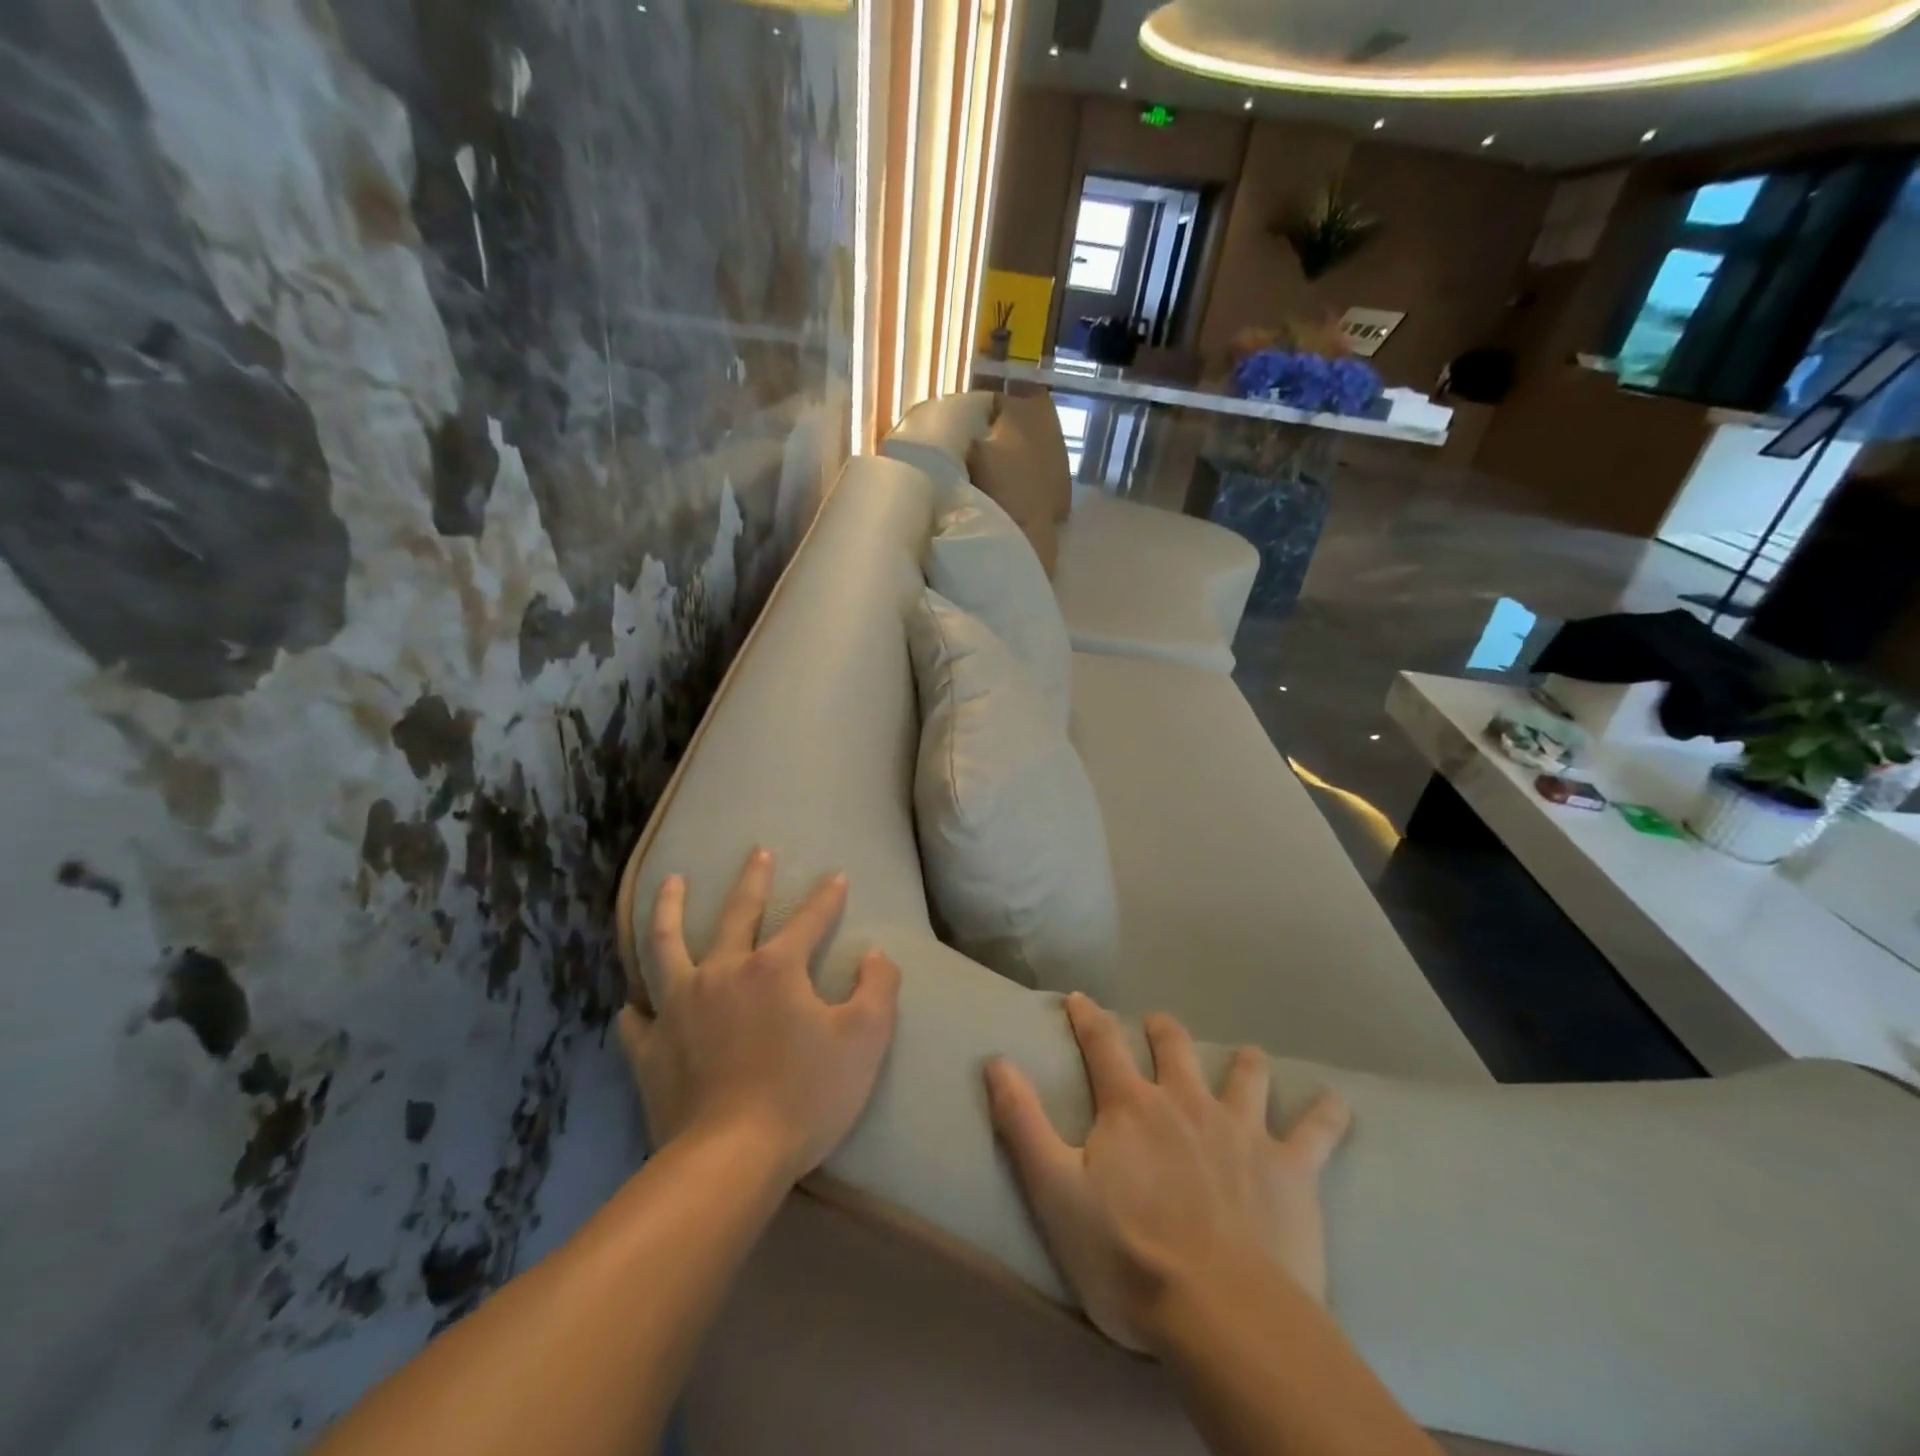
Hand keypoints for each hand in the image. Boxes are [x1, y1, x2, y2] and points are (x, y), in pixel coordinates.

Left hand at [620, 849, 901, 1183]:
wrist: (730, 1161)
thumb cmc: (805, 1095)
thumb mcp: (865, 1039)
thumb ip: (878, 988)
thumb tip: (875, 955)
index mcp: (775, 968)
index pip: (808, 919)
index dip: (827, 897)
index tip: (838, 875)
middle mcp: (724, 973)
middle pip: (737, 913)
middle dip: (753, 880)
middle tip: (758, 851)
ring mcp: (680, 1008)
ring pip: (667, 945)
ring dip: (670, 910)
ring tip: (671, 882)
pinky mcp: (652, 1048)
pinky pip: (638, 1018)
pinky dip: (636, 1005)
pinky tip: (633, 999)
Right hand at [985, 994, 1350, 1352]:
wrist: (1222, 1316)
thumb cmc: (1127, 1257)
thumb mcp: (1055, 1192)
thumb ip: (1022, 1122)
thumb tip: (996, 1061)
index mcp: (1131, 1107)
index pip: (1102, 1043)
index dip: (1088, 1017)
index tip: (1080, 999)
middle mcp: (1185, 1102)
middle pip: (1173, 1045)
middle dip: (1161, 1029)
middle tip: (1157, 1026)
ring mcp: (1242, 1130)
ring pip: (1245, 1072)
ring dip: (1242, 1061)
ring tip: (1244, 1059)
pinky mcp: (1290, 1168)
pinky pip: (1317, 1129)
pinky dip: (1327, 1112)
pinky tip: (1337, 1103)